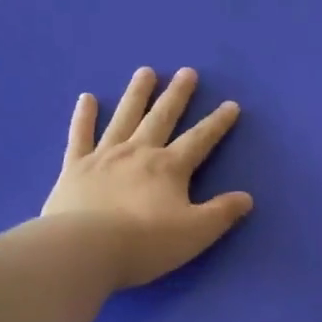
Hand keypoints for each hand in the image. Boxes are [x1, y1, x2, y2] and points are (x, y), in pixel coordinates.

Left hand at [41, 66, 253, 288]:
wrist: (86, 249)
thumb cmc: (146, 243)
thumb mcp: (196, 232)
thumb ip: (222, 212)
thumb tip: (246, 198)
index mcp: (170, 167)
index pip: (200, 139)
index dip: (217, 123)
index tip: (231, 105)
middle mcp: (139, 152)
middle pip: (162, 117)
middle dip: (177, 95)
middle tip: (188, 72)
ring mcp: (104, 156)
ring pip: (124, 117)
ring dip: (137, 94)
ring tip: (146, 72)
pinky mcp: (75, 167)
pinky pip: (80, 135)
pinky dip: (84, 116)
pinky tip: (86, 98)